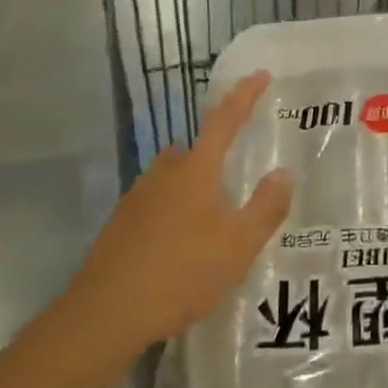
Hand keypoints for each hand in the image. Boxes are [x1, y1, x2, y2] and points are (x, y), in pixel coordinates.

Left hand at [68, 72, 291, 351]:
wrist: (104, 314)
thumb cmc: (180, 272)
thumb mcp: (237, 246)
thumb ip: (265, 207)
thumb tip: (283, 172)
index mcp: (196, 169)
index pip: (225, 119)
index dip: (245, 94)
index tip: (261, 73)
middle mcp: (165, 172)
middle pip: (196, 150)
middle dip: (216, 157)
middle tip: (236, 180)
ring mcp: (138, 197)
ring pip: (174, 178)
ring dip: (194, 188)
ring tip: (212, 222)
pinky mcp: (121, 224)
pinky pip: (157, 204)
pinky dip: (174, 214)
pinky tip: (181, 248)